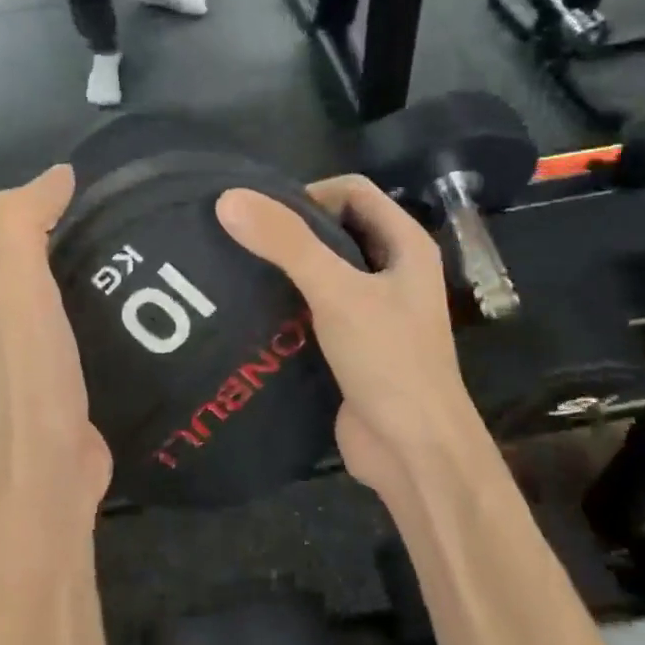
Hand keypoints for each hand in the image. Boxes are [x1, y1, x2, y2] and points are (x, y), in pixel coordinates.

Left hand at [0, 165, 111, 533]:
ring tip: (135, 275)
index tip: (101, 208)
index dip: (46, 216)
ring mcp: (7, 373)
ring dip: (80, 289)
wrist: (44, 485)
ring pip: (46, 310)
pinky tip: (124, 325)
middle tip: (127, 239)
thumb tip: (58, 173)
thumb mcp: (21, 291)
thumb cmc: (30, 383)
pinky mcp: (40, 399)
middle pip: (27, 273)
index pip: (7, 239)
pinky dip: (87, 325)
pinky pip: (62, 344)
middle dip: (67, 251)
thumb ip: (25, 223)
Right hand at [216, 177, 487, 504]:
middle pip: (336, 227)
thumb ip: (287, 244)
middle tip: (242, 241)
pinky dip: (287, 302)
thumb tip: (229, 199)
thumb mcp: (338, 293)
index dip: (311, 194)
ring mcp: (374, 308)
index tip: (266, 218)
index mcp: (405, 245)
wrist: (415, 453)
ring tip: (237, 271)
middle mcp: (392, 269)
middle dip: (292, 230)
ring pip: (323, 269)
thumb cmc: (389, 361)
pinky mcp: (352, 342)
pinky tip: (252, 310)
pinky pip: (315, 306)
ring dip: (286, 268)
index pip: (353, 191)